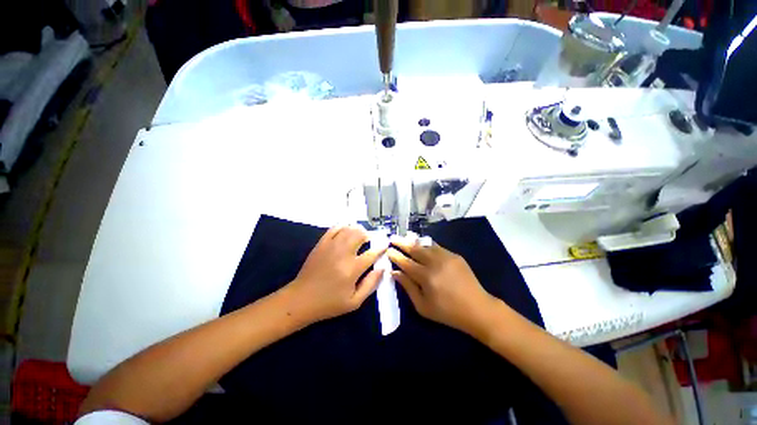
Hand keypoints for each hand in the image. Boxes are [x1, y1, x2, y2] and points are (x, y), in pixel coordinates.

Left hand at [286, 225, 385, 323]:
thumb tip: (382, 269)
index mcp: (352, 269)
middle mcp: (343, 254)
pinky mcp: (321, 244)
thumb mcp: (354, 302)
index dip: (381, 248)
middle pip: (360, 236)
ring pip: (348, 230)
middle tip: (371, 239)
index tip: (385, 244)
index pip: (372, 254)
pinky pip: (334, 229)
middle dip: (369, 235)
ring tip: (361, 234)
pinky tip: (347, 230)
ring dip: (357, 230)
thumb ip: (371, 284)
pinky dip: (343, 227)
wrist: (301, 299)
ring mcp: (330, 246)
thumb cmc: (329, 303)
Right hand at [388, 236, 498, 335]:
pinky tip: (422, 244)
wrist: (477, 308)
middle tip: (392, 238)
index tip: (387, 250)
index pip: (405, 262)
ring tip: (404, 239)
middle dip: (402, 243)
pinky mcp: (455, 255)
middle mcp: (435, 263)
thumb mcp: (423, 306)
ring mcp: (446, 257)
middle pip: (414, 249)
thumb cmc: (447, 312)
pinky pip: (437, 246)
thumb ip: (407, 287)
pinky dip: (426, 245)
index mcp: (426, 277)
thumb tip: (394, 272)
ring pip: (425, 245)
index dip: (395, 255)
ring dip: (413, 242)